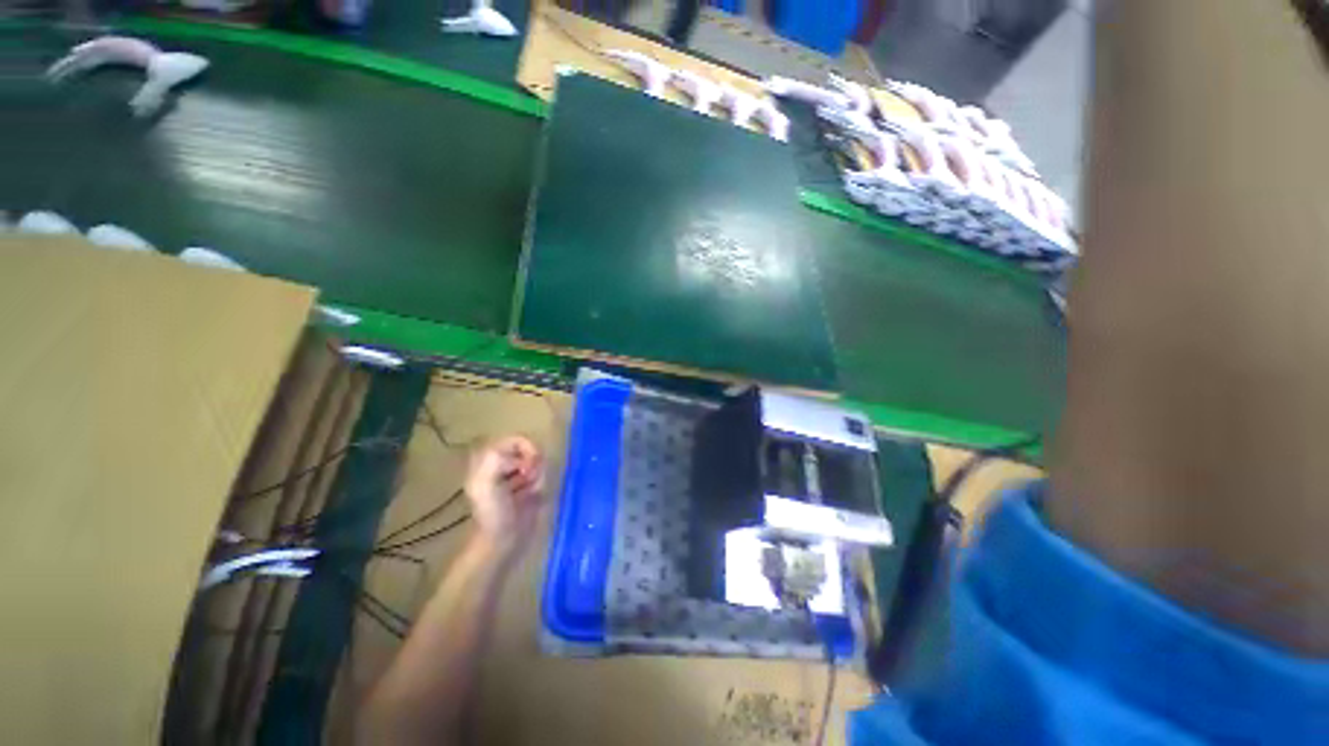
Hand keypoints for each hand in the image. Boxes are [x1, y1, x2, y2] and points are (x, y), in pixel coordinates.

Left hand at [464, 436, 545, 559]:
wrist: (504, 541)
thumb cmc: (493, 513)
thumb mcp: (485, 483)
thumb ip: (495, 459)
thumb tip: (519, 454)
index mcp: (488, 460)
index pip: (514, 439)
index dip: (526, 447)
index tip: (529, 464)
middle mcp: (502, 465)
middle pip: (530, 449)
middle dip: (534, 464)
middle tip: (529, 479)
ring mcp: (516, 476)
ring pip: (539, 462)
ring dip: (539, 476)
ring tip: (531, 491)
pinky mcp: (529, 487)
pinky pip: (544, 475)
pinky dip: (543, 484)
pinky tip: (535, 497)